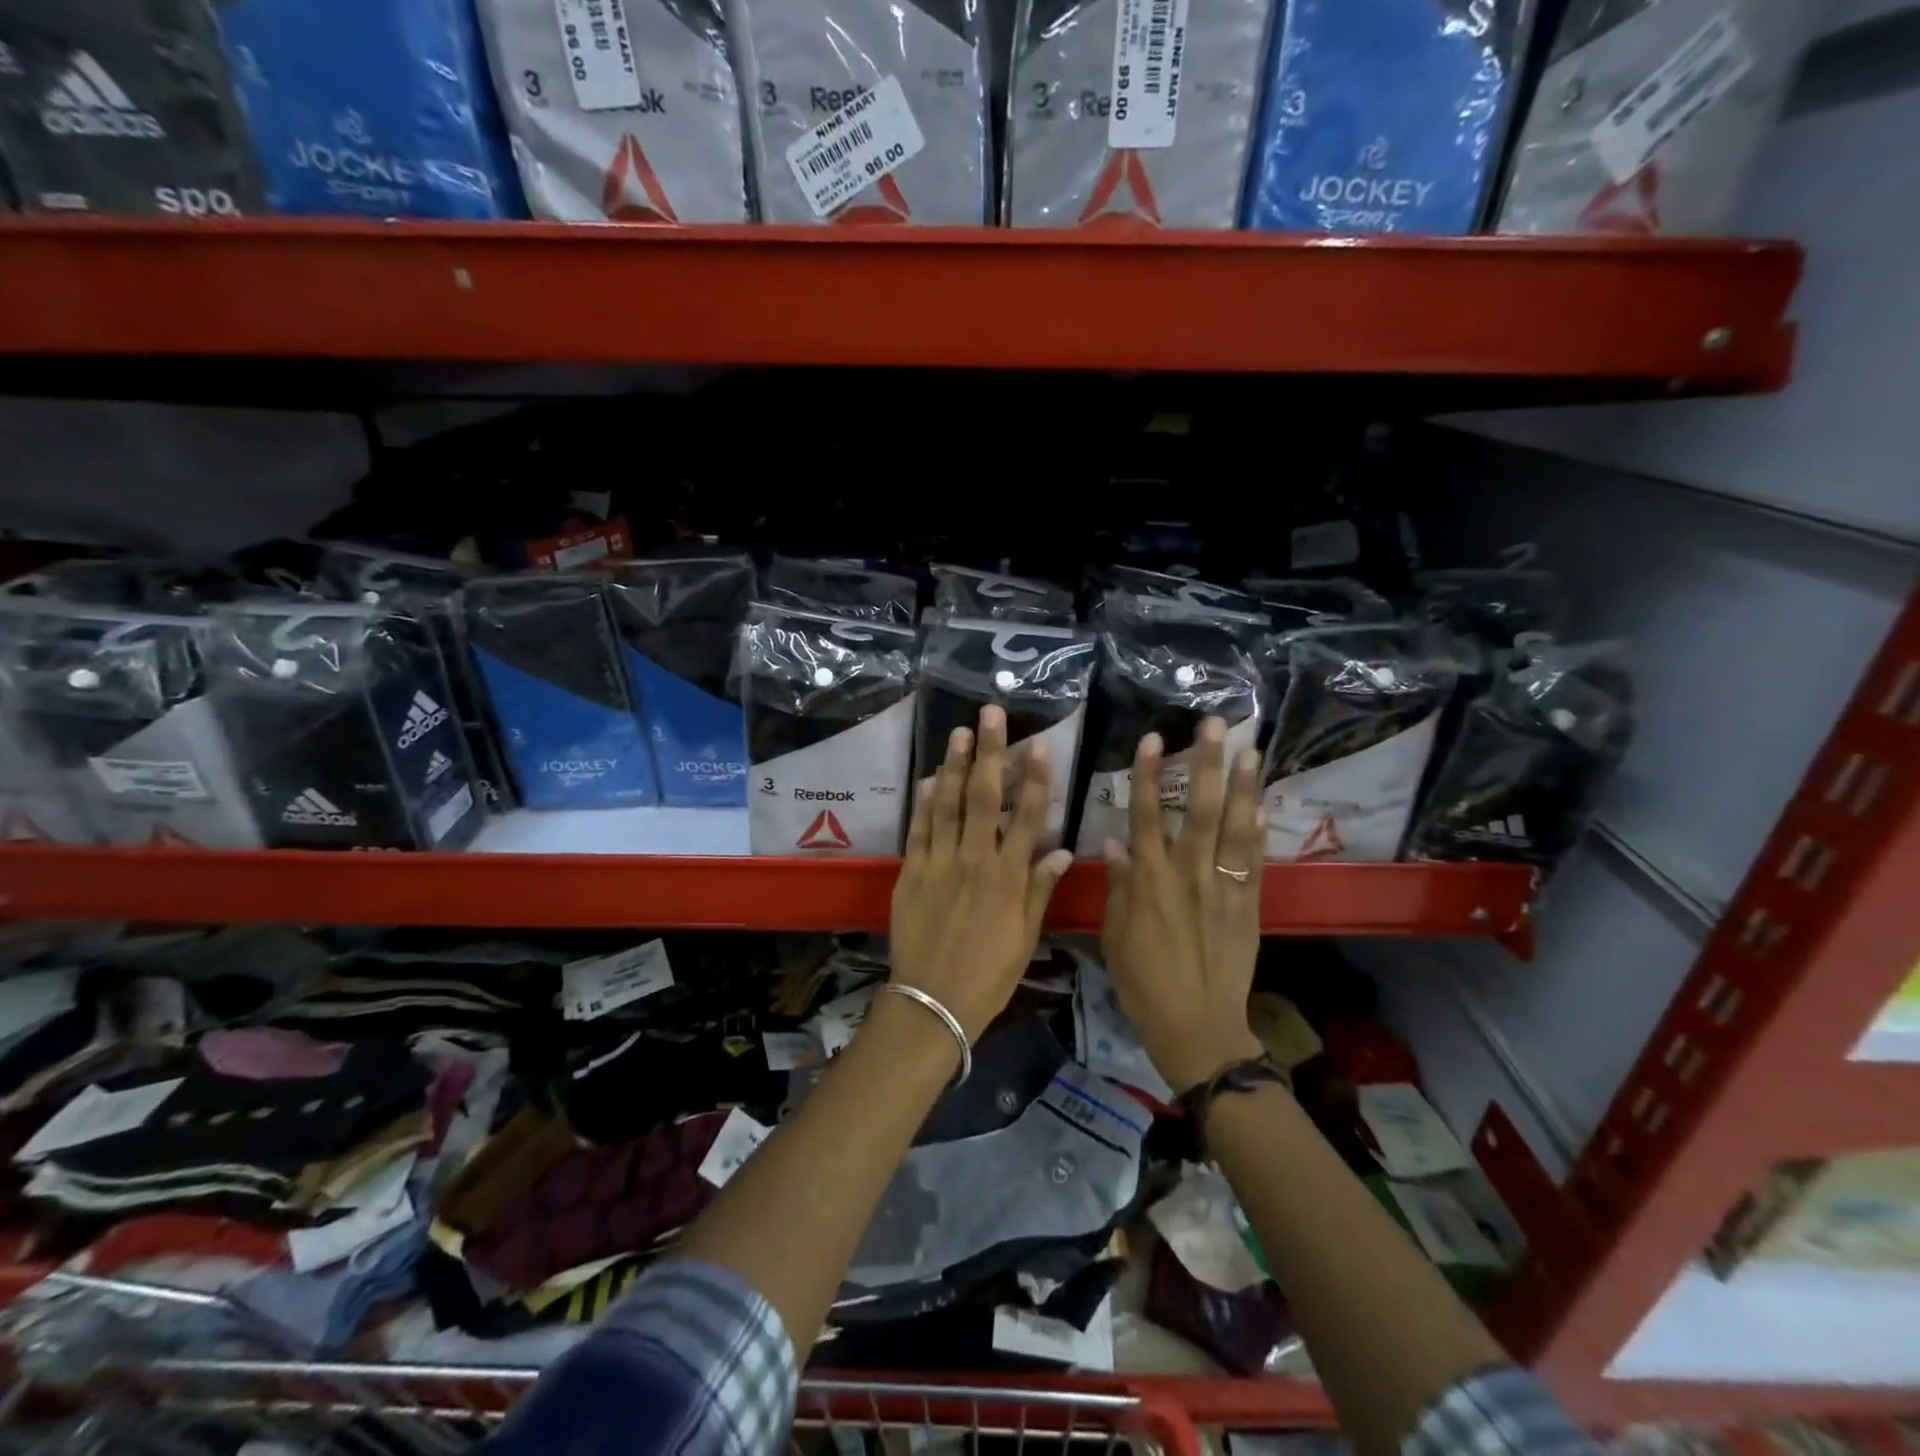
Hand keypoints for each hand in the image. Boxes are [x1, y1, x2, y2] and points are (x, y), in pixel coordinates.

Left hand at [889, 705, 1074, 1040]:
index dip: (1034, 778)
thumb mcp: (1026, 937)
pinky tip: (928, 777)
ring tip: (959, 731)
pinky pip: (918, 830)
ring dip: (953, 765)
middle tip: (990, 713)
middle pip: (984, 797)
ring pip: (947, 804)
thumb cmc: (988, 974)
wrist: (933, 1002)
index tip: (1038, 743)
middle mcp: (975, 860)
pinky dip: (922, 803)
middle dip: (989, 752)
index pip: (1027, 817)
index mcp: (1008, 877)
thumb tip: (1059, 851)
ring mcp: (939, 864)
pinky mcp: (910, 873)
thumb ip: (1039, 889)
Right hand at [1101, 717, 1266, 1092]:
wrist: (1197, 1025)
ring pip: (1232, 828)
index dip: (1148, 775)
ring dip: (1241, 786)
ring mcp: (1222, 887)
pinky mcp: (1248, 905)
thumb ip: (1118, 886)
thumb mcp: (1114, 935)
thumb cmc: (1144, 982)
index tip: (1153, 739)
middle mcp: (1186, 874)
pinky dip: (1258, 831)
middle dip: (1204, 764)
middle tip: (1214, 725)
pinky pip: (1254, 861)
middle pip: (1196, 810)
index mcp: (1148, 881)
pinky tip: (1261, 803)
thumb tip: (1114, 842)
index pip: (1145, 815)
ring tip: (1250, 749)